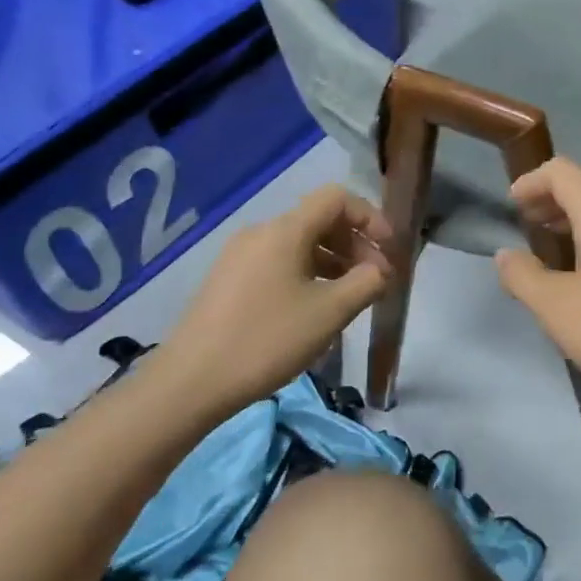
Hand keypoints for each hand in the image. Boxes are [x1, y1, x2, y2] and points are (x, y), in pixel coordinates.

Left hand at [148, 186, 391, 421]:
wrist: (191, 382)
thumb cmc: (268, 340)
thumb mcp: (330, 312)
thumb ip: (366, 283)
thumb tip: (380, 270)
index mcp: (284, 231)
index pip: (337, 199)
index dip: (370, 217)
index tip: (389, 250)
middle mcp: (260, 233)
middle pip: (319, 220)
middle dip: (355, 244)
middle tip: (375, 281)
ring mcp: (240, 256)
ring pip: (299, 244)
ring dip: (334, 261)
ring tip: (350, 297)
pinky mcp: (229, 280)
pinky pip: (279, 262)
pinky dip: (308, 274)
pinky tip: (315, 308)